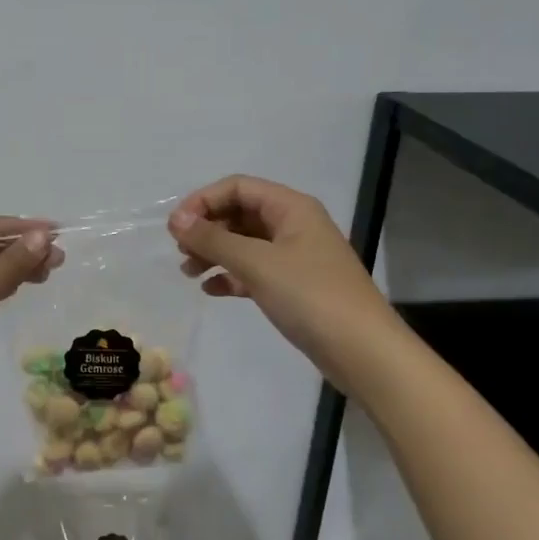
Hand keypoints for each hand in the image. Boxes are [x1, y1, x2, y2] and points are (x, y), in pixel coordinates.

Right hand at [167, 176, 389, 365]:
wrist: (363, 351)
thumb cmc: (310, 296)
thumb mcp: (257, 263)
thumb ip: (213, 239)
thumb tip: (176, 220)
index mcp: (291, 207)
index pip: (237, 188)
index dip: (203, 201)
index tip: (175, 228)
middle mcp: (294, 225)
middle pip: (239, 213)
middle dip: (207, 229)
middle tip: (181, 253)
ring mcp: (295, 256)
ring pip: (244, 243)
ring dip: (214, 253)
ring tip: (189, 273)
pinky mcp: (294, 285)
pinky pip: (254, 270)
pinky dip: (231, 276)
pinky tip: (212, 290)